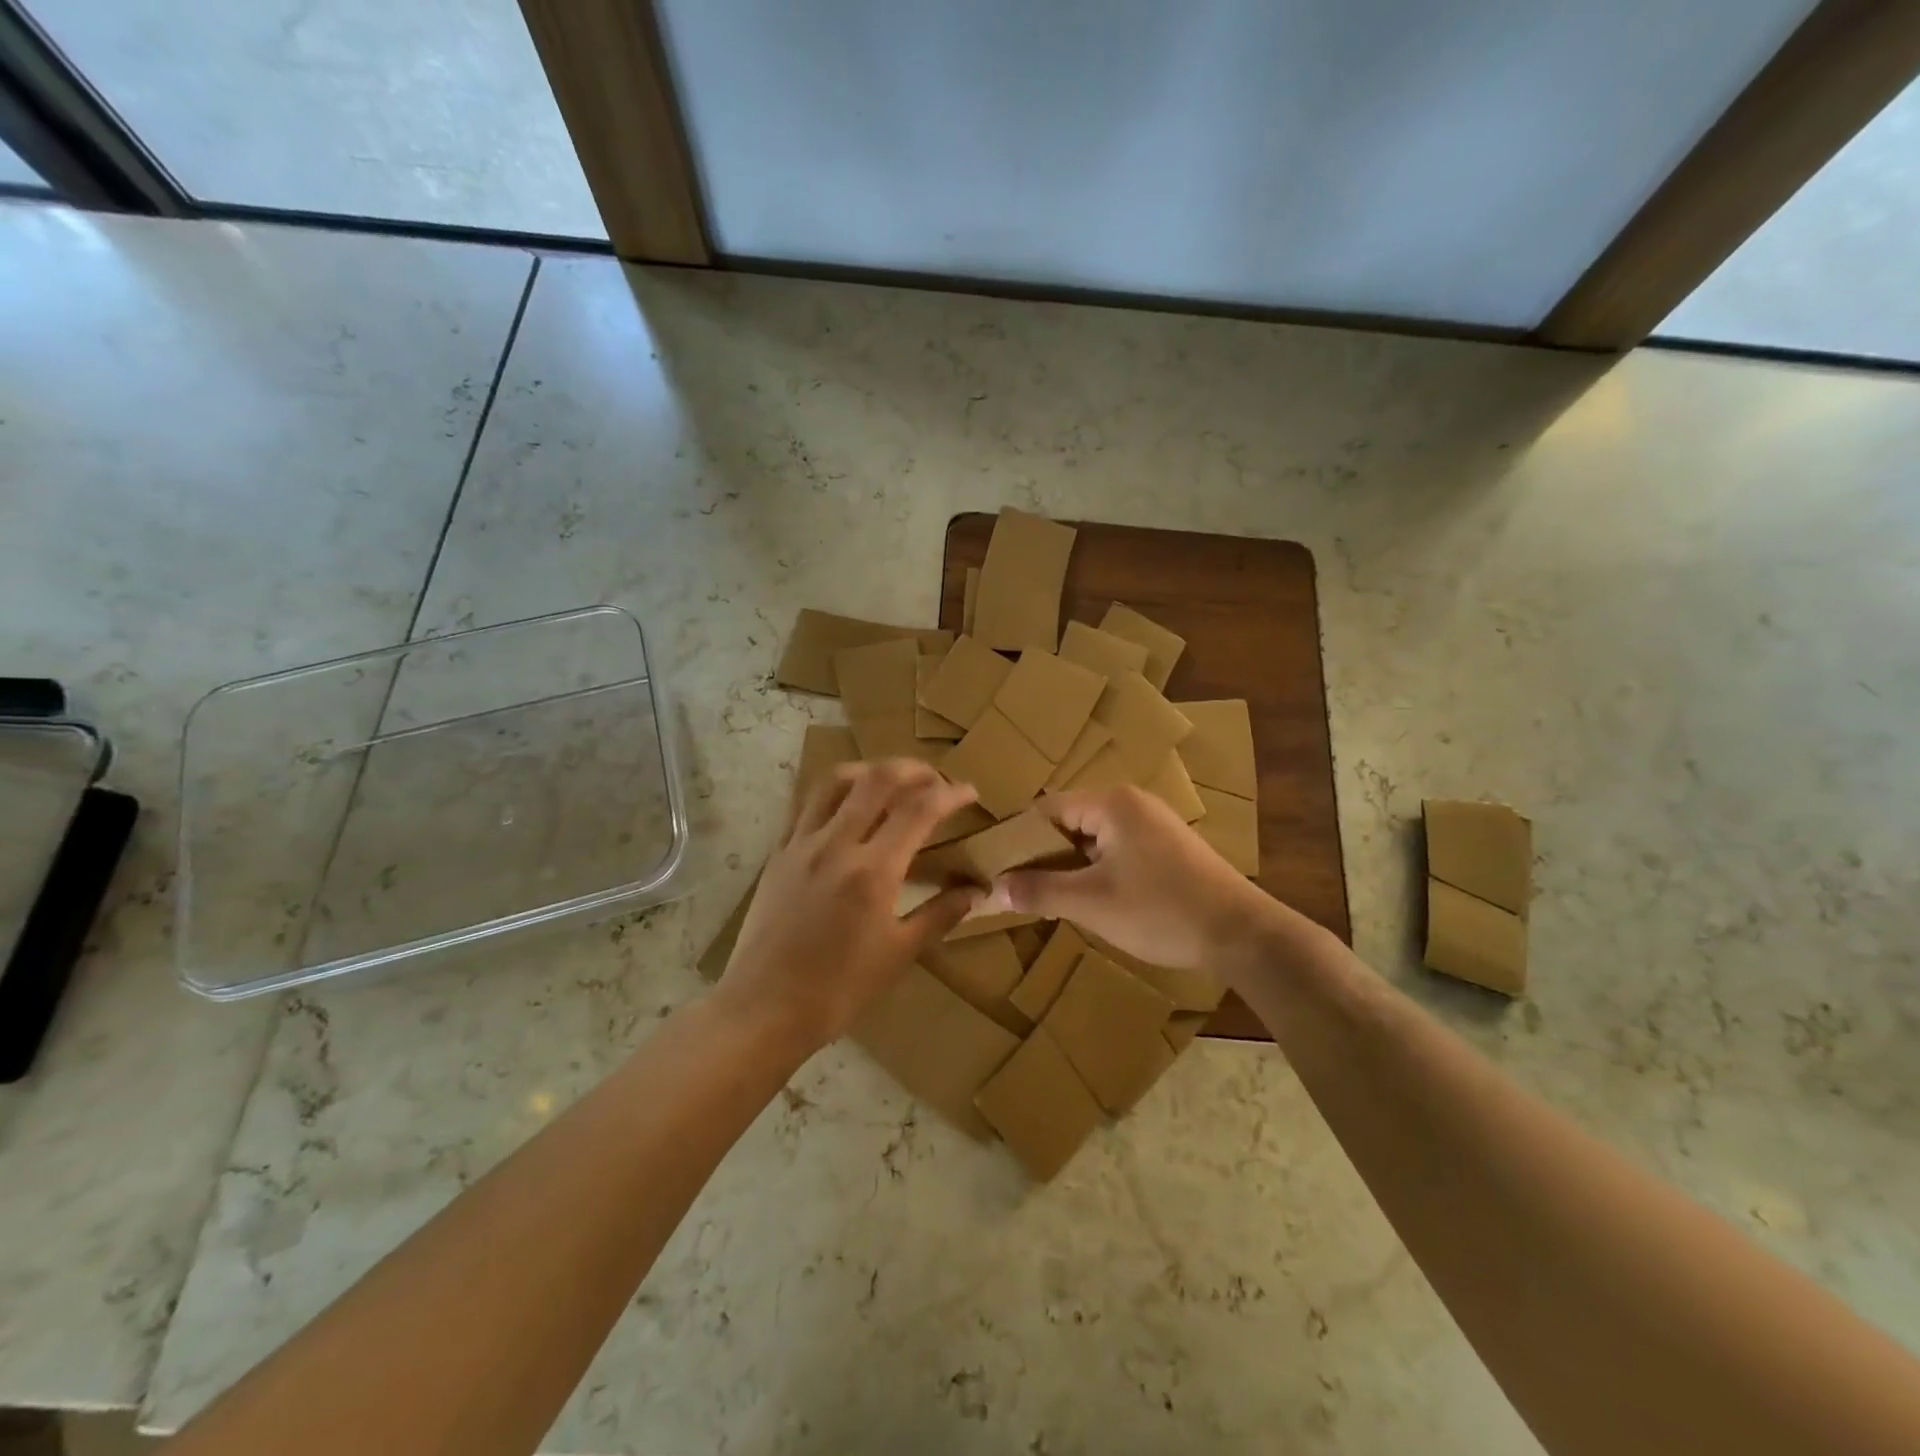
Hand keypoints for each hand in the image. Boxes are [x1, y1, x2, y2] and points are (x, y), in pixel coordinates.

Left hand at [720, 760, 981, 1052]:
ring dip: (871, 770)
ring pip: (836, 780)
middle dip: (914, 769)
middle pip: (878, 779)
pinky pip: (806, 803)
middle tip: (934, 780)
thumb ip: (940, 915)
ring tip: (891, 781)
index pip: (919, 810)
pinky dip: (834, 791)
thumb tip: (977, 891)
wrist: (763, 1009)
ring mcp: (801, 844)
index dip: (950, 793)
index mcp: (872, 871)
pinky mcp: (778, 852)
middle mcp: (836, 844)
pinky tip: (846, 806)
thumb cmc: (838, 990)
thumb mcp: (898, 955)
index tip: (968, 792)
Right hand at [987, 786, 1272, 970]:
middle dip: (1042, 855)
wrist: (1242, 934)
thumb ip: (1039, 891)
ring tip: (1046, 898)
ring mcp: (1152, 824)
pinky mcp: (1166, 846)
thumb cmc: (1161, 911)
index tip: (995, 870)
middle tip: (1018, 889)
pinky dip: (1095, 870)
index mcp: (1111, 803)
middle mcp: (1131, 803)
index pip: (1045, 810)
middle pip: (1069, 821)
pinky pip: (1115, 849)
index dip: (1017, 840)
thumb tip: (994, 888)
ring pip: (1092, 838)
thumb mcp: (1091, 904)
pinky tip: (1088, 899)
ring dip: (1069, 865)